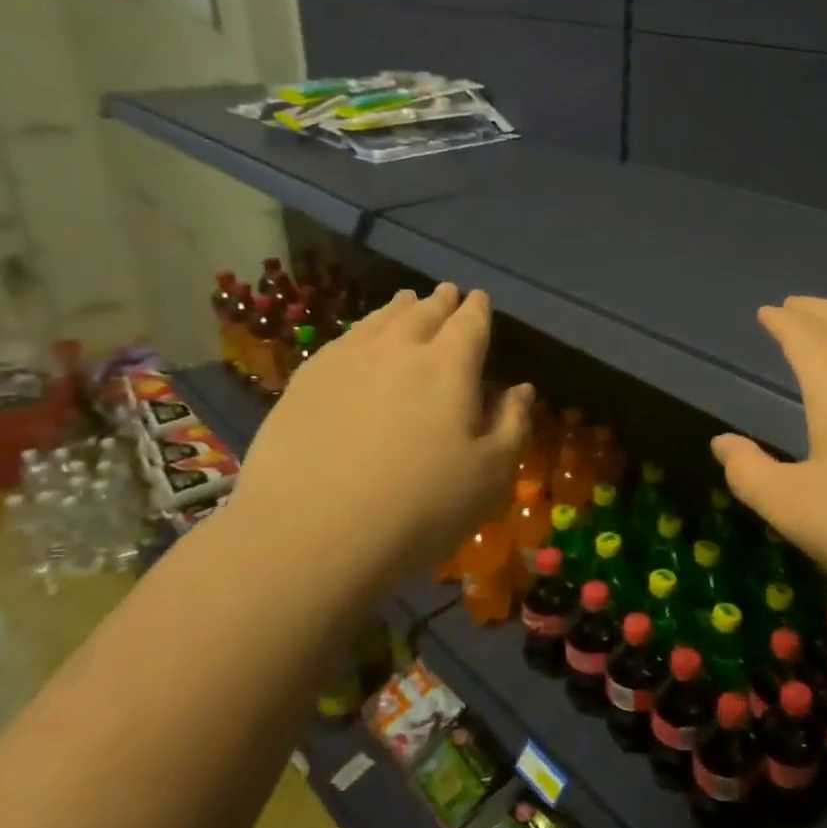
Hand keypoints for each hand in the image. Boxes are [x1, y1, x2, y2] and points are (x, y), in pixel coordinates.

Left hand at [225, 283, 531, 591]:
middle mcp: (399, 350)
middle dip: (440, 302)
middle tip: (448, 293)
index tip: (480, 299)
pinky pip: (343, 340)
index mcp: (449, 367)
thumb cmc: (420, 508)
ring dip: (400, 308)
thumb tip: (521, 390)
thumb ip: (511, 425)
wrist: (312, 534)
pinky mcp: (306, 381)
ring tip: (408, 300)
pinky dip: (362, 329)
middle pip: (424, 314)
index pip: (470, 324)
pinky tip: (360, 338)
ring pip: (380, 320)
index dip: (478, 310)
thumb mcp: (489, 476)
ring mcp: (346, 362)